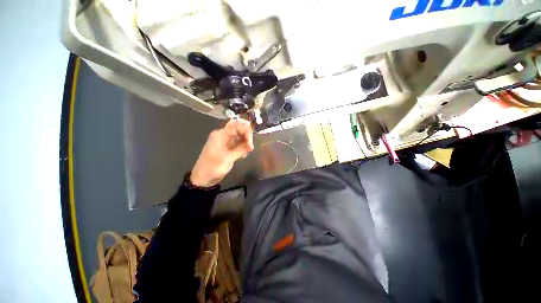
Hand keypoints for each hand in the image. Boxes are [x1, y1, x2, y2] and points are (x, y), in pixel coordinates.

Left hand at [190, 119, 253, 186]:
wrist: (203, 178)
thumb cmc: (214, 167)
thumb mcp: (228, 158)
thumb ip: (241, 149)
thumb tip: (252, 145)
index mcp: (221, 134)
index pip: (237, 127)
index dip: (246, 133)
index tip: (251, 143)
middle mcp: (223, 135)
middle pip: (239, 130)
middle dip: (247, 136)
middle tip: (250, 147)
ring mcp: (225, 142)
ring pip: (239, 137)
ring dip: (245, 143)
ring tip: (248, 151)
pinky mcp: (227, 148)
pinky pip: (238, 144)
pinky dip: (242, 147)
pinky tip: (244, 155)